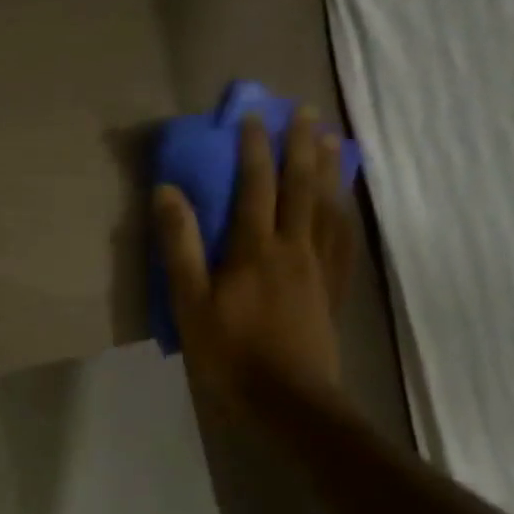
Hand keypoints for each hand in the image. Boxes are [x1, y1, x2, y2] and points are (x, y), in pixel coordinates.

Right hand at [153, 107, 353, 413]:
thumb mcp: (190, 301)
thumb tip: (168, 192)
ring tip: (332, 142)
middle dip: (300, 146)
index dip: (253, 148)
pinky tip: (345, 205)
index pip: (256, 186)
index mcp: (255, 250)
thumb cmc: (229, 352)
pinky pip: (344, 241)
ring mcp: (319, 269)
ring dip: (329, 171)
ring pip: (328, 208)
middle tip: (304, 112)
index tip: (252, 116)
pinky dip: (346, 213)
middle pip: (301, 188)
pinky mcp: (332, 290)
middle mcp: (293, 249)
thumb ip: (180, 245)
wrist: (289, 401)